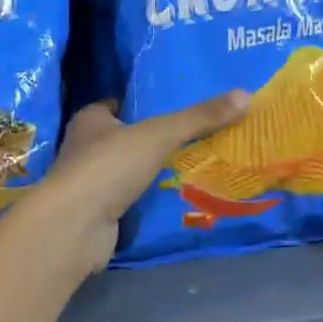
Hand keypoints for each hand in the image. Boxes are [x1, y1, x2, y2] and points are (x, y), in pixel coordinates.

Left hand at [35, 91, 249, 276]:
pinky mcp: (97, 213)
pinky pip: (129, 199)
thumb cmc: (110, 166)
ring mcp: (90, 183)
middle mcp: (85, 147)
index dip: (142, 103)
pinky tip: (174, 197)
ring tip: (192, 164)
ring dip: (150, 170)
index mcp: (91, 120)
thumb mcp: (160, 133)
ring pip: (126, 170)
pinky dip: (146, 199)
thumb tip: (246, 95)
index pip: (117, 104)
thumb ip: (199, 117)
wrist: (76, 226)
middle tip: (193, 135)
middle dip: (151, 138)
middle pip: (123, 137)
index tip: (173, 104)